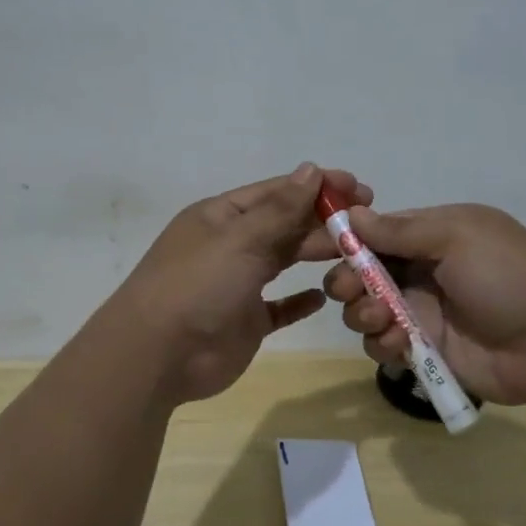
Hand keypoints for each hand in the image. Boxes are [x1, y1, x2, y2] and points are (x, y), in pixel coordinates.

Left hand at [109, 163, 371, 404]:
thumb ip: (280, 208)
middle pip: (284, 224)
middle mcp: (231, 245)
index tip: (358, 186)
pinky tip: (324, 296)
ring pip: (284, 260)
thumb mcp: (240, 239)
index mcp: (223, 216)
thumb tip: (311, 169)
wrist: (157, 357)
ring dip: (316, 253)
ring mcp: (238, 284)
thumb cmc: (198, 285)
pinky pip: (280, 306)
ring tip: (357, 252)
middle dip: (323, 220)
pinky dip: (300, 301)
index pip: (277, 192)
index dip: (317, 186)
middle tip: (368, 221)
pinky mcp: (246, 321)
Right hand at [324, 203, 525, 407]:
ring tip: (382, 320)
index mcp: (431, 235)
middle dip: (348, 282)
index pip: (375, 233)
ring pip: (367, 311)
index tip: (318, 250)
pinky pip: (385, 344)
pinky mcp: (425, 350)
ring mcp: (422, 312)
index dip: (346, 242)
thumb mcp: (456, 237)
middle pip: (363, 274)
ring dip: (363, 313)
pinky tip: (399, 344)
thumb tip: (352, 214)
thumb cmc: (506, 275)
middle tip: (351, 292)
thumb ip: (401, 230)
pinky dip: (382, 342)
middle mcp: (422, 271)